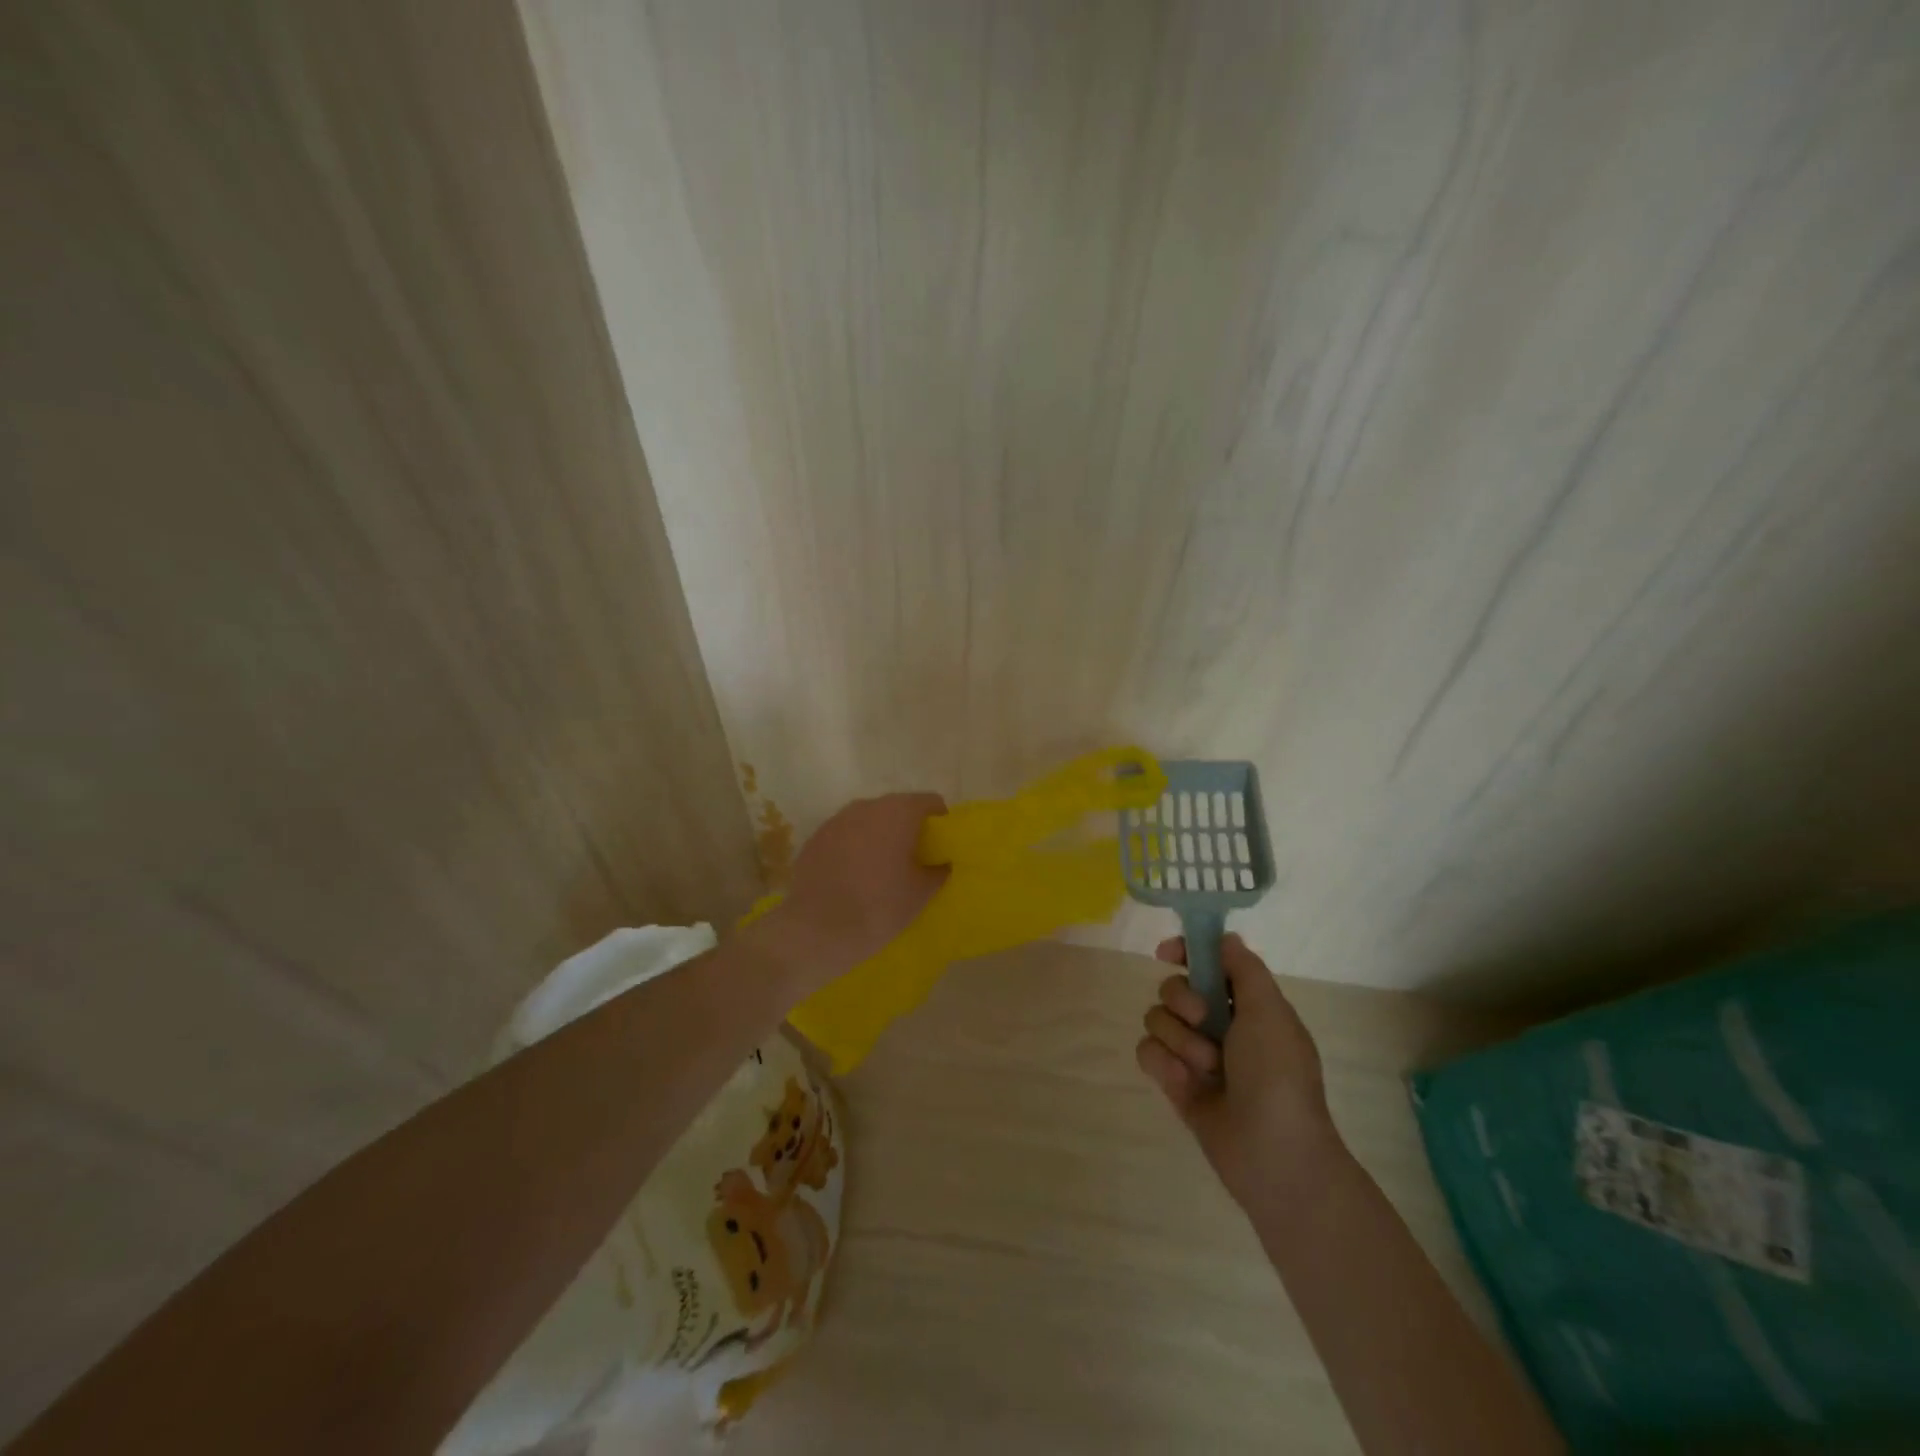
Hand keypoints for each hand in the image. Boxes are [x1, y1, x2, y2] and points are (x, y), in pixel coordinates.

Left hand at [767, 792, 947, 986]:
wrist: (816, 931)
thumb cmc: (879, 907)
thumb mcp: (921, 893)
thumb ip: (939, 870)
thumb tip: (940, 862)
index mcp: (898, 812)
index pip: (931, 802)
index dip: (940, 824)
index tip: (939, 850)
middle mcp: (866, 806)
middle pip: (898, 808)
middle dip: (908, 830)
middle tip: (913, 863)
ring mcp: (836, 820)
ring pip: (869, 822)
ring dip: (879, 838)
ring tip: (881, 872)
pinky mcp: (815, 838)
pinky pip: (844, 836)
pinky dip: (854, 849)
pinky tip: (852, 879)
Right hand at [1136, 933, 1340, 1207]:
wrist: (1273, 1154)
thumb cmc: (1278, 1075)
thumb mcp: (1270, 1011)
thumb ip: (1244, 968)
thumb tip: (1225, 938)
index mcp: (1246, 1004)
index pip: (1206, 962)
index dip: (1185, 952)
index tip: (1167, 953)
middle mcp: (1217, 1024)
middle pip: (1173, 987)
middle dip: (1184, 1002)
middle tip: (1206, 1022)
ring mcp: (1193, 1054)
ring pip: (1156, 1018)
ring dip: (1180, 1041)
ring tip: (1207, 1070)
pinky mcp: (1174, 1082)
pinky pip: (1147, 1052)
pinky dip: (1164, 1064)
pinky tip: (1185, 1084)